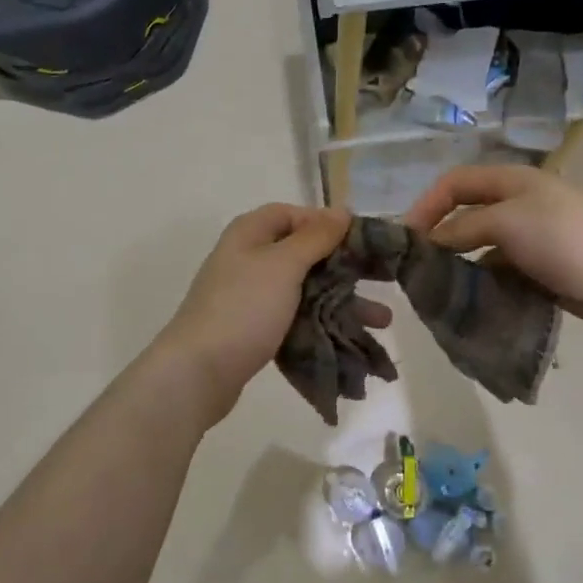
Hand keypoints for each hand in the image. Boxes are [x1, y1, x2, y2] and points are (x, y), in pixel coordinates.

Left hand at [155, 204, 390, 424]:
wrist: (198, 372)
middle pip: (304, 254)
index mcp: (250, 234)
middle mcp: (248, 260)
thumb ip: (315, 237)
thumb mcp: (282, 265)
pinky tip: (352, 339)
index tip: (360, 240)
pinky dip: (323, 325)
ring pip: (305, 291)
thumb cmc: (243, 309)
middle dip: (345, 269)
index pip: (292, 214)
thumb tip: (341, 211)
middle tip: (383, 280)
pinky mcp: (254, 330)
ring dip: (343, 302)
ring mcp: (250, 297)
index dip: (325, 223)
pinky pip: (296, 319)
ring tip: (382, 321)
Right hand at [403, 166, 582, 331]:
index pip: (455, 184)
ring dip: (461, 269)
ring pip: (482, 252)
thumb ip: (464, 229)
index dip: (426, 205)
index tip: (405, 239)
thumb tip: (430, 242)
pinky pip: (503, 277)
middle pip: (466, 218)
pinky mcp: (544, 273)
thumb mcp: (509, 223)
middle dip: (440, 240)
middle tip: (418, 271)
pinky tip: (473, 307)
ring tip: (440, 294)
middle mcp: (519, 207)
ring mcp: (533, 241)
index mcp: (512, 182)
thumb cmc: (570, 238)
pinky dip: (486, 288)